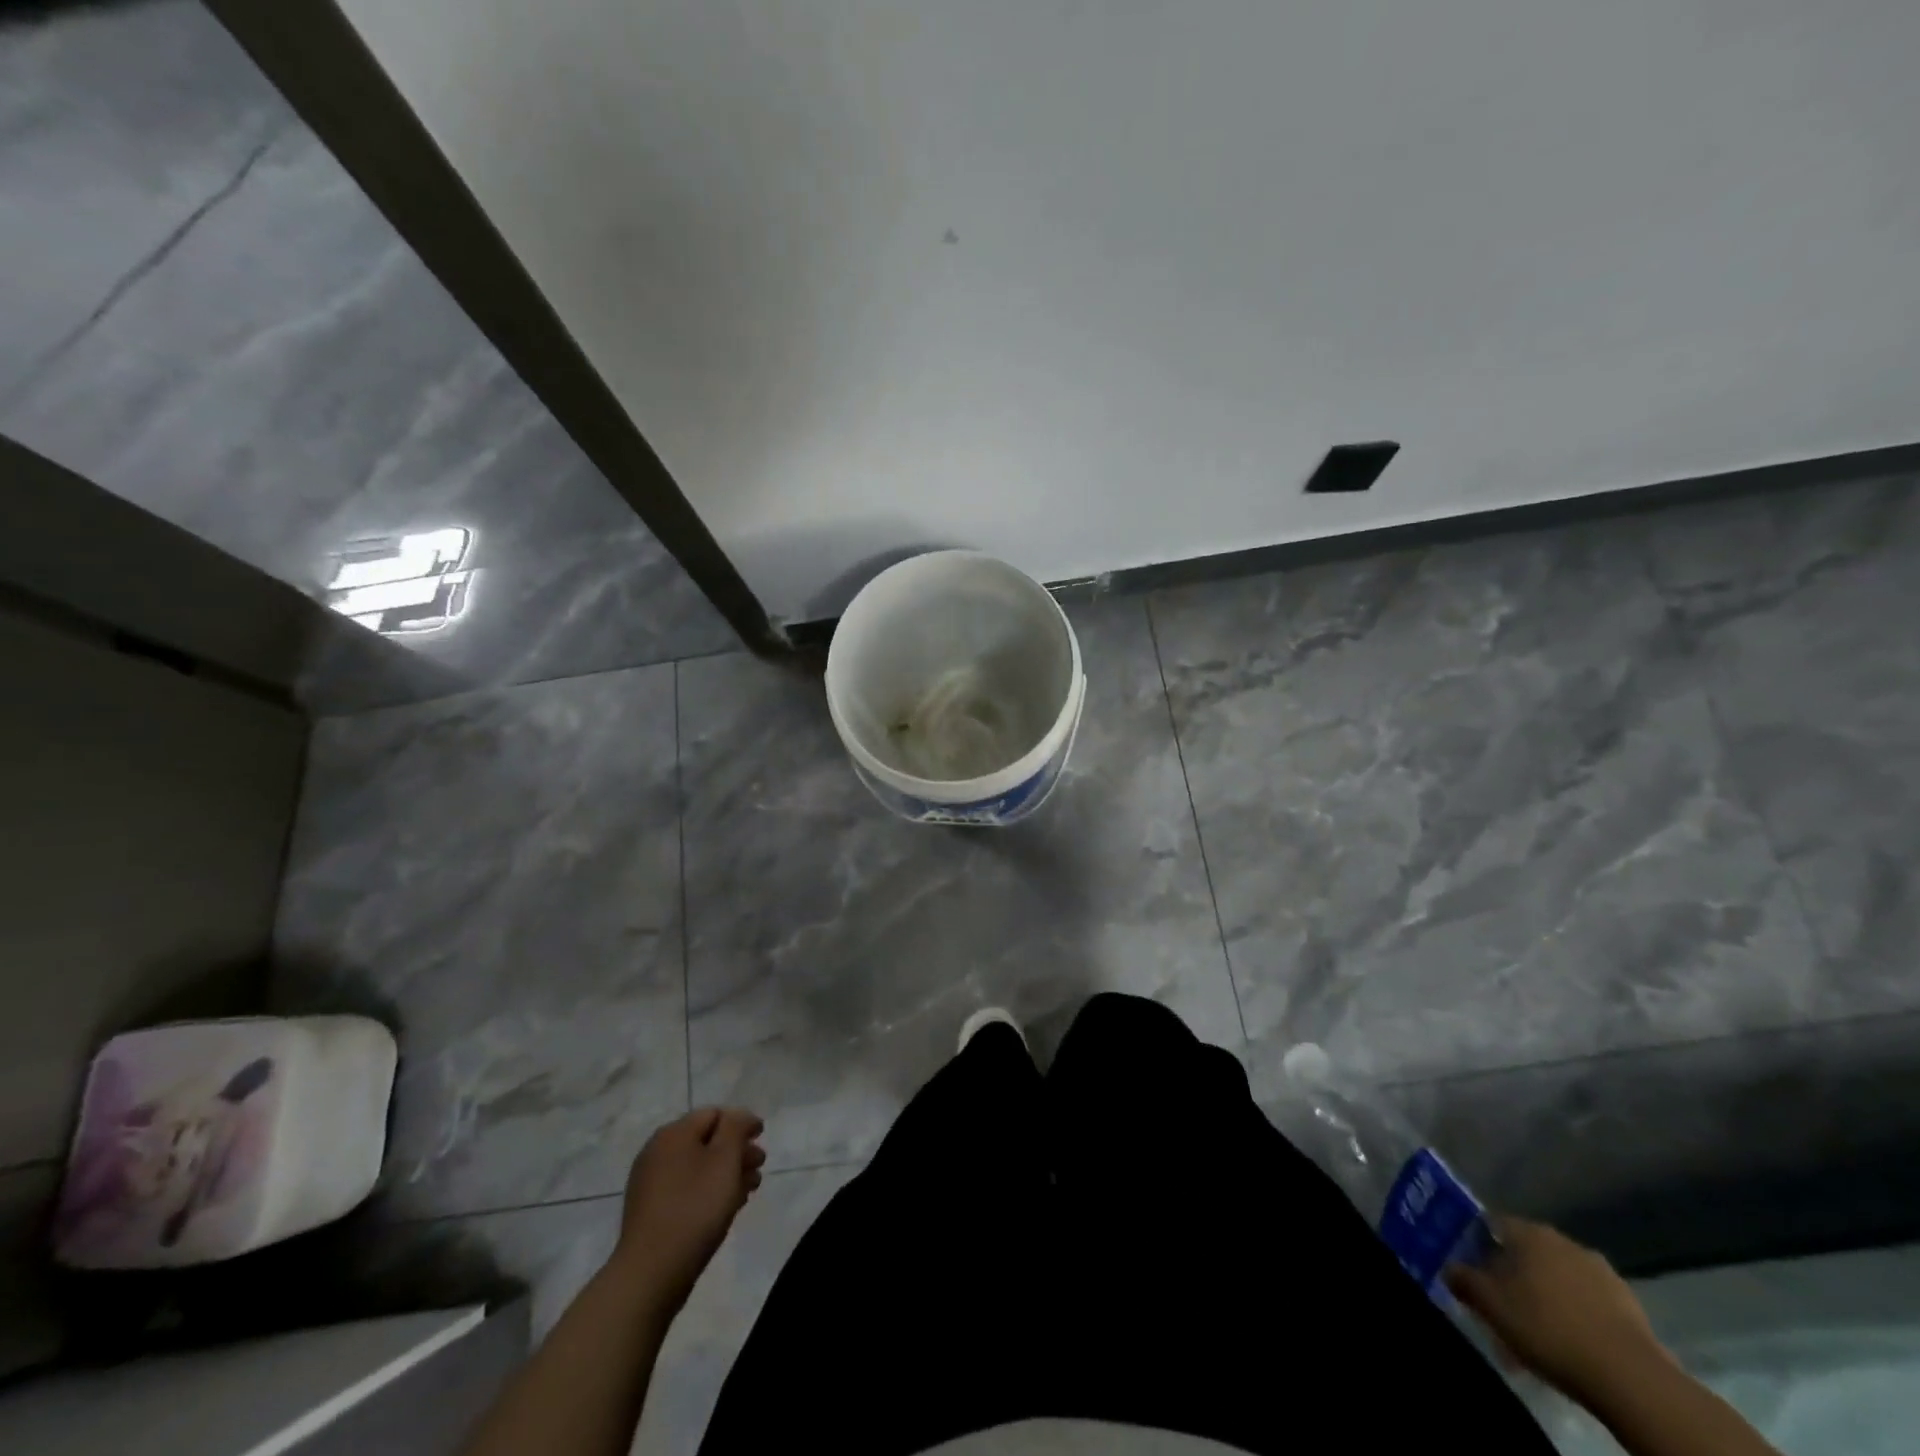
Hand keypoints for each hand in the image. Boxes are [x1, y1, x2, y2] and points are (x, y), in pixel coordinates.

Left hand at [611, 1107, 765, 1311]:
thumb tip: (739, 1117)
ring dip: (726, 1173)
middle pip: (706, 1140)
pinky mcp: (650, 1211)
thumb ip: (736, 1128)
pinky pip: (686, 1189)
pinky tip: (726, 1207)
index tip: (761, 1139)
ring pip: (698, 1167)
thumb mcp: (725, 1159)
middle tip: (759, 1167)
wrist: (650, 1274)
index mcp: (674, 1133)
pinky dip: (708, 1191)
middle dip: (736, 1151)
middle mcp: (658, 1151)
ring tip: (748, 1190)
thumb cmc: (695, 1208)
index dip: (742, 1123)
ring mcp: (650, 1183)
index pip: (715, 1114)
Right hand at [1447, 1217, 1669, 1404]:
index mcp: (1527, 1231)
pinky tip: (1570, 1339)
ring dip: (1545, 1295)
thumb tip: (1450, 1268)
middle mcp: (1562, 1239)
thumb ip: (1463, 1280)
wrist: (1631, 1377)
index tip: (1472, 1272)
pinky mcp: (1629, 1303)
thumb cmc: (1547, 1327)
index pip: (1491, 1224)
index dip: (1476, 1246)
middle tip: (1502, 1304)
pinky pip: (1588, 1300)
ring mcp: (1600, 1270)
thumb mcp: (1490, 1305)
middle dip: (1512, 1275)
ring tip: (1537, 1328)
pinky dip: (1575, 1312)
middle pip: (1526, 1252)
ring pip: (1558, 1277)